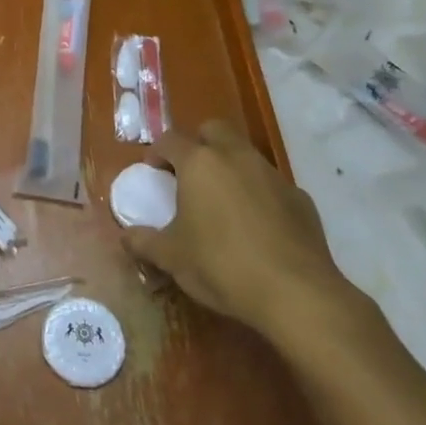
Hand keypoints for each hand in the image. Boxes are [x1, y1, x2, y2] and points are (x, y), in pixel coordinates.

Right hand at [123, 120, 352, 339]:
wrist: (297, 294)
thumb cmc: (222, 266)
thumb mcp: (172, 258)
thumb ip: (143, 242)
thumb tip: (125, 237)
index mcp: (200, 164)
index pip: (170, 140)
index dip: (157, 152)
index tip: (152, 171)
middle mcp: (236, 157)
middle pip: (213, 130)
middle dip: (198, 144)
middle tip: (188, 174)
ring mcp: (272, 175)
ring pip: (245, 154)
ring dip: (229, 166)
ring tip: (221, 201)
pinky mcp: (300, 198)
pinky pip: (270, 184)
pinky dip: (258, 193)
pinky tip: (255, 225)